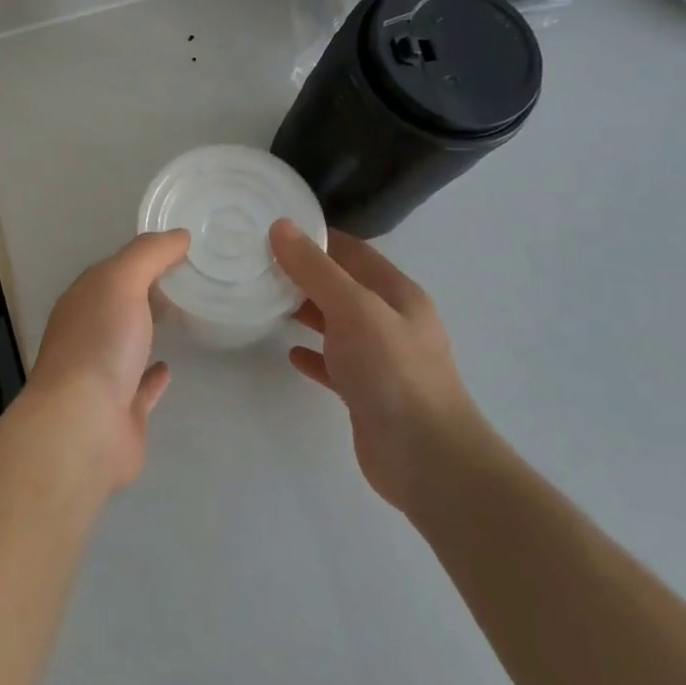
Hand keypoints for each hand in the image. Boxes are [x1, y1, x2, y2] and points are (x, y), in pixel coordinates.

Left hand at [24, 230, 189, 490]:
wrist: (82, 428)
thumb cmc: (99, 345)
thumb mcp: (121, 282)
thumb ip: (148, 255)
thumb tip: (179, 235)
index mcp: (82, 301)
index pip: (113, 270)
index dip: (144, 257)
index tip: (182, 249)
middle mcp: (87, 334)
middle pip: (119, 305)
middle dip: (146, 291)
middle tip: (188, 280)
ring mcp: (102, 375)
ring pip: (128, 344)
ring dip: (148, 330)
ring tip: (182, 317)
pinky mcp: (121, 412)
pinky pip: (140, 387)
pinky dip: (154, 376)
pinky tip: (169, 367)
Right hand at [269, 220, 490, 514]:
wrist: (426, 458)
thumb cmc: (392, 371)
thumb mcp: (353, 308)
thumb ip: (315, 269)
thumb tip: (281, 226)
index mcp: (397, 293)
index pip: (353, 251)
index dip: (317, 236)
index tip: (274, 228)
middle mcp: (391, 321)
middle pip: (343, 286)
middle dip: (305, 273)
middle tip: (258, 263)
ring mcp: (380, 359)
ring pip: (337, 324)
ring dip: (306, 311)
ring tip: (265, 301)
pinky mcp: (366, 392)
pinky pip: (334, 364)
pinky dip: (313, 354)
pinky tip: (290, 353)